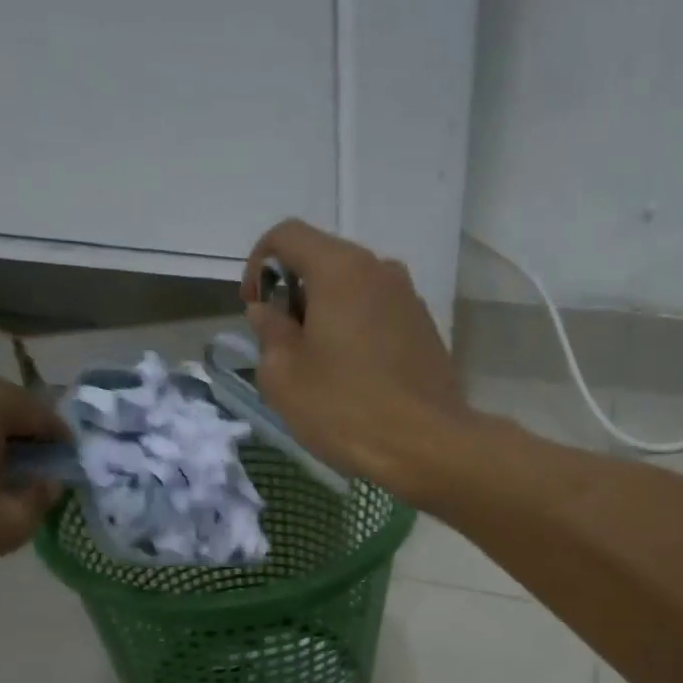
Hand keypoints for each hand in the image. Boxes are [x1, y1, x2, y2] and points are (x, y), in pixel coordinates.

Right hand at [241, 219, 471, 493]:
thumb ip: (269, 332)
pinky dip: (355, 331)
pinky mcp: (426, 329)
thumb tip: (269, 312)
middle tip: (282, 346)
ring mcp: (409, 299)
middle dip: (294, 295)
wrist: (427, 446)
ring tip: (318, 366)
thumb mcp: (284, 376)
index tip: (254, 309)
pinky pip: (378, 315)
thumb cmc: (346, 409)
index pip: (287, 236)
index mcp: (340, 269)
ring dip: (326, 316)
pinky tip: (353, 378)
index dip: (258, 264)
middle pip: (323, 261)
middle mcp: (380, 269)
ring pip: (353, 290)